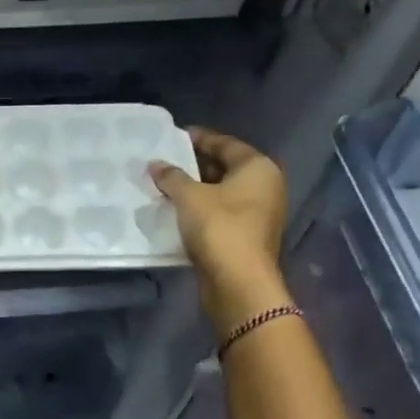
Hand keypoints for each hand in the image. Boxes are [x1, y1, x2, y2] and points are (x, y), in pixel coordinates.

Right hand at [149, 128, 292, 328]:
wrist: (238, 282)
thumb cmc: (219, 228)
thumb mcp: (189, 197)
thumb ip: (171, 177)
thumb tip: (154, 164)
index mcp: (258, 168)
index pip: (226, 143)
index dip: (199, 138)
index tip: (174, 136)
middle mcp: (265, 186)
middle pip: (226, 167)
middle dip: (195, 164)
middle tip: (165, 160)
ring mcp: (259, 212)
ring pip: (222, 191)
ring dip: (196, 188)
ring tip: (166, 184)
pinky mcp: (247, 234)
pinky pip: (221, 210)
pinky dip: (201, 207)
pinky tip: (177, 208)